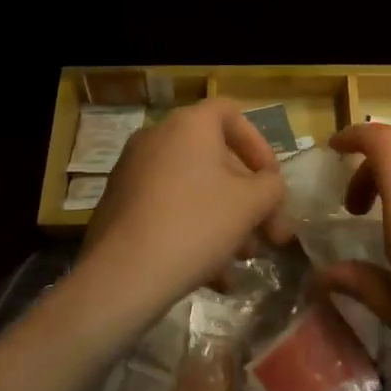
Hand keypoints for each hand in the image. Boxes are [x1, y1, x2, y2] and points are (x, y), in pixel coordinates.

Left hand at [72, 99, 287, 337]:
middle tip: (267, 234)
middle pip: (215, 158)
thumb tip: (269, 186)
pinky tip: (212, 275)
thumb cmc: (195, 225)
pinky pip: (168, 208)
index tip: (270, 181)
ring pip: (193, 188)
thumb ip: (271, 187)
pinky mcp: (119, 205)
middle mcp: (157, 137)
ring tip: (241, 260)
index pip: (232, 113)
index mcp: (189, 124)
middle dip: (246, 197)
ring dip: (224, 219)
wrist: (121, 277)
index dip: (259, 145)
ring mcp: (133, 171)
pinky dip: (193, 230)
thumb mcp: (250, 204)